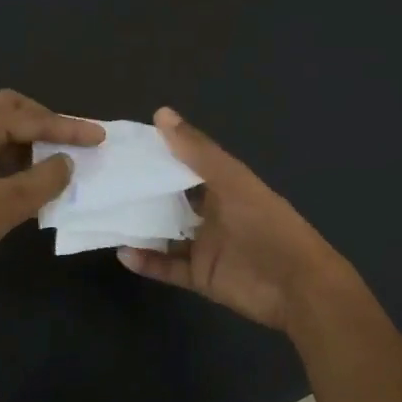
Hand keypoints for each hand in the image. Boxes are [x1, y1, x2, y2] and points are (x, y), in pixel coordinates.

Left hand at [0, 90, 102, 290]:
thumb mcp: (7, 205)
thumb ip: (44, 179)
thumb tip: (67, 162)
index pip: (30, 119)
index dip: (68, 128)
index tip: (99, 136)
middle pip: (11, 108)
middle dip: (45, 120)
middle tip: (72, 138)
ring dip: (28, 137)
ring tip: (55, 157)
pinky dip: (12, 154)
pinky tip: (26, 175)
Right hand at [116, 107, 356, 330]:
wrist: (297, 287)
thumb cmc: (267, 225)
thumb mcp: (232, 181)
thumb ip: (197, 151)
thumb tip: (161, 114)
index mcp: (224, 185)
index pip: (185, 165)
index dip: (159, 154)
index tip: (124, 146)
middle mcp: (212, 213)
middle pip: (172, 200)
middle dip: (143, 192)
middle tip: (105, 181)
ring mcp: (205, 246)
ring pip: (165, 234)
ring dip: (140, 228)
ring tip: (105, 216)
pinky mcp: (200, 277)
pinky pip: (167, 267)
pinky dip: (146, 262)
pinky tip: (122, 252)